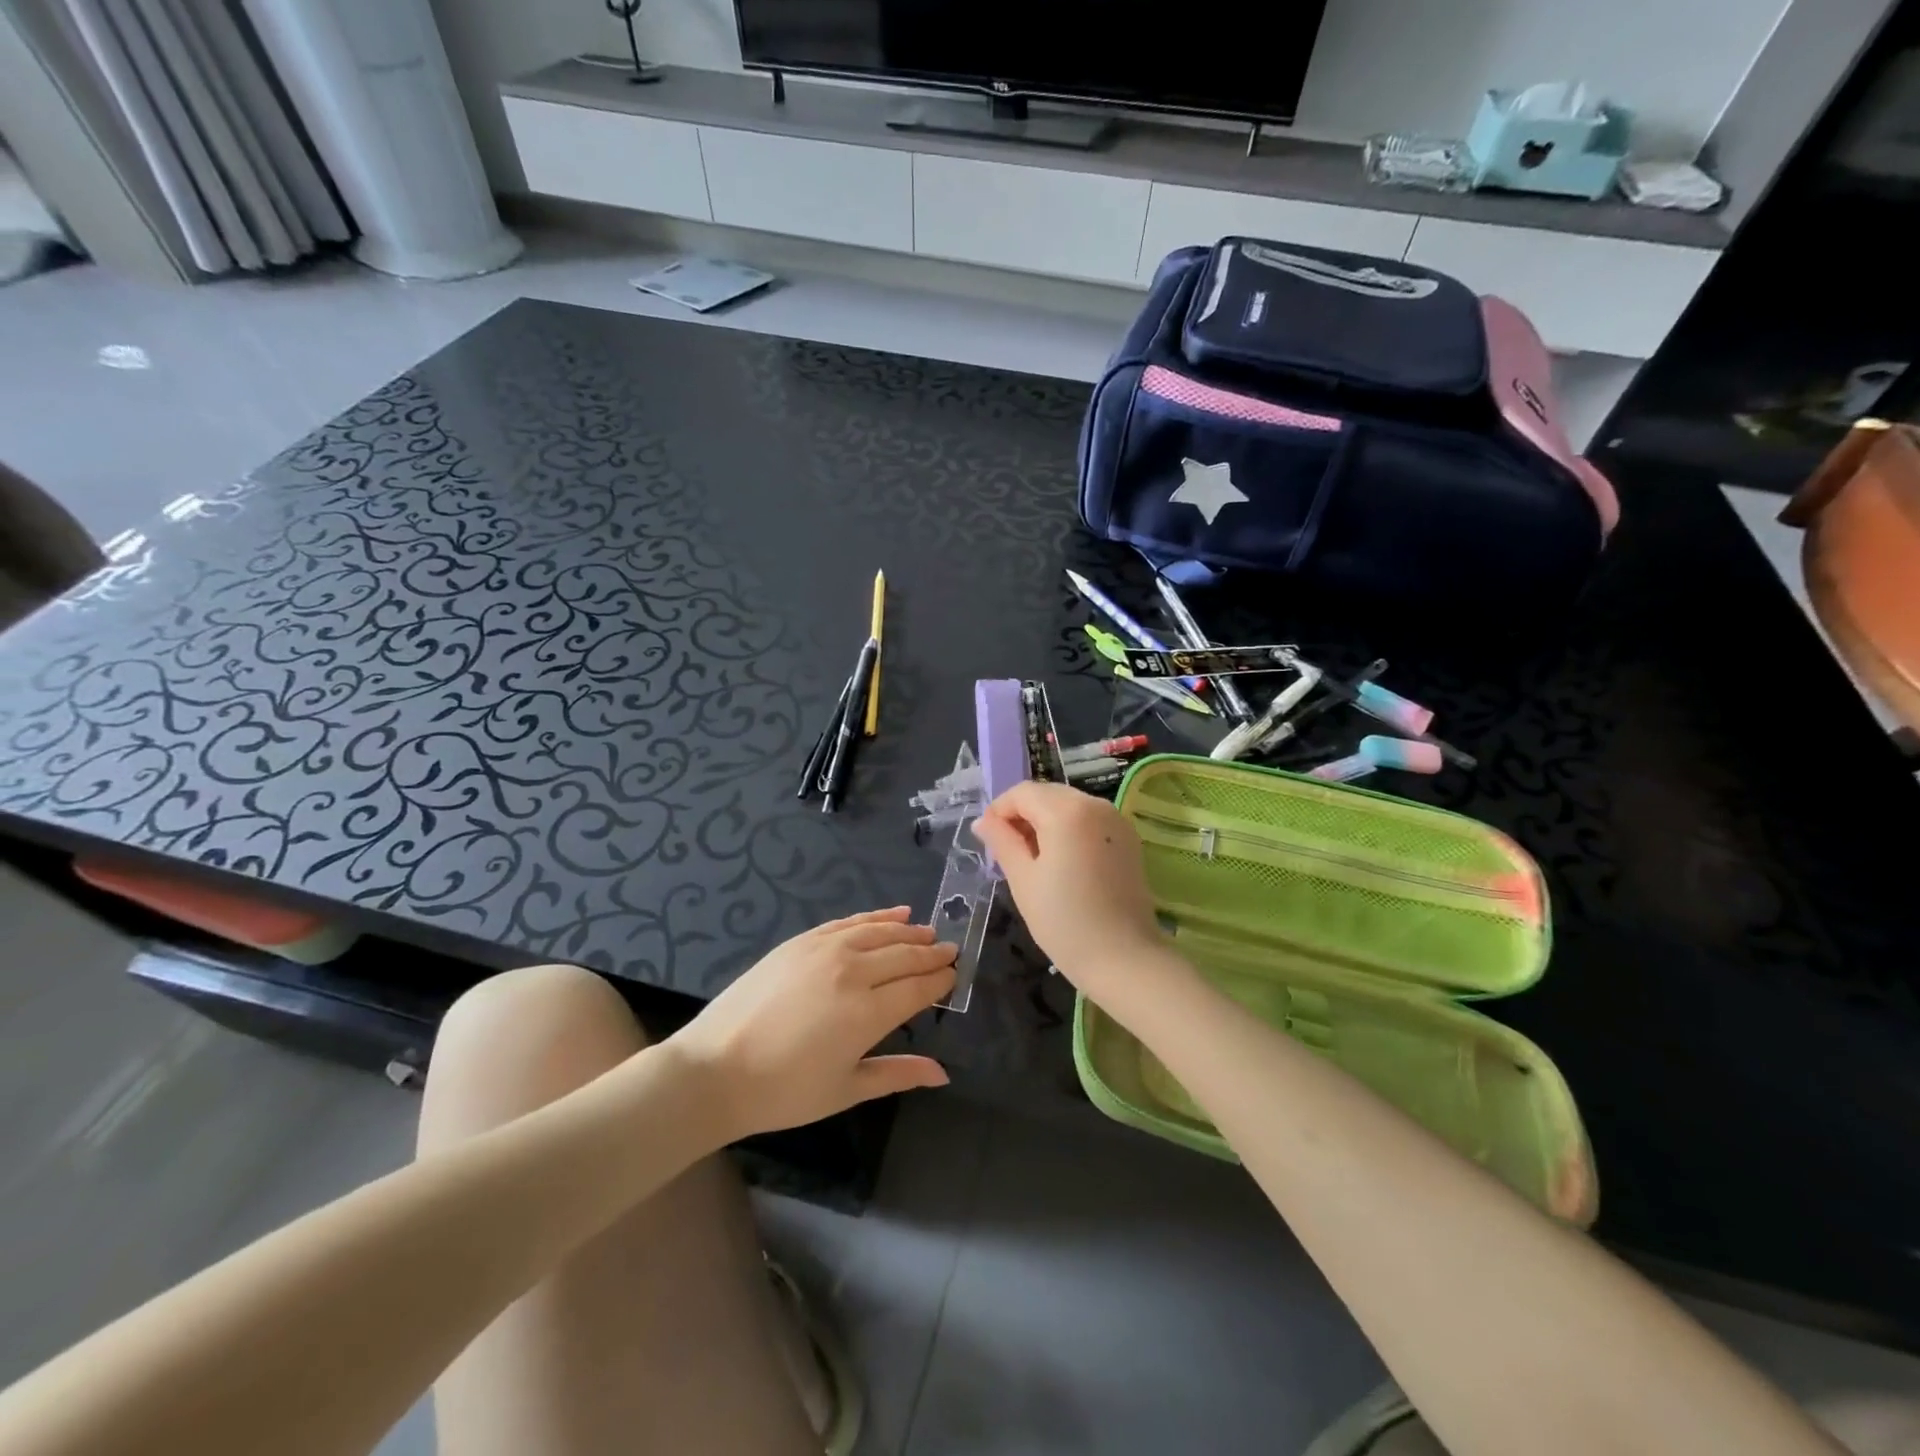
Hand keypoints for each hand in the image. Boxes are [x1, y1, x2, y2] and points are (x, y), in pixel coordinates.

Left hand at [668, 907, 954, 1138]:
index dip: (941, 980)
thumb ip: (897, 1074)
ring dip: (909, 932)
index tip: (956, 973)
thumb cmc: (783, 1091)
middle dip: (932, 953)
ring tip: (928, 932)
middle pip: (904, 955)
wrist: (715, 1069)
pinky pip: (849, 922)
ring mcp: (825, 950)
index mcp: (868, 1013)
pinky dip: (875, 917)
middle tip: (951, 950)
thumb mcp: (846, 1089)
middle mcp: (853, 972)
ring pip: (880, 932)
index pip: (918, 987)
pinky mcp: (802, 941)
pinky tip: (893, 915)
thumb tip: (943, 1073)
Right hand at [971, 782, 1166, 991]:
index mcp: (1066, 810)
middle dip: (1023, 815)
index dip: (999, 810)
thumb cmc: (1064, 921)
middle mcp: (1094, 804)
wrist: (1123, 958)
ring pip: (1069, 805)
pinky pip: (1089, 820)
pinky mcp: (1128, 838)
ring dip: (1046, 821)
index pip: (1022, 793)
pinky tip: (1063, 862)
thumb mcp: (1023, 879)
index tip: (989, 840)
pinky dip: (1070, 830)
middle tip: (1008, 851)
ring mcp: (1116, 820)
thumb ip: (1002, 842)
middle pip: (1047, 794)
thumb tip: (983, 821)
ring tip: (1034, 859)